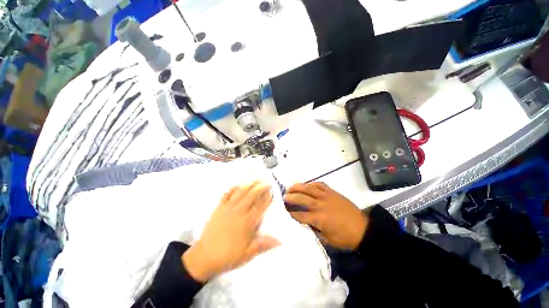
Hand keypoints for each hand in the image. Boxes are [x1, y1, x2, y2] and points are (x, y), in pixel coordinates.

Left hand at [182, 182, 279, 281]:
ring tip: (255, 180)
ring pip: (240, 193)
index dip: (267, 198)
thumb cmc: (228, 256)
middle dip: (260, 188)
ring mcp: (228, 208)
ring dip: (249, 185)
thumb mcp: (248, 253)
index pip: (260, 206)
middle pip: (252, 196)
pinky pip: (226, 195)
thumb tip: (280, 241)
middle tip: (266, 182)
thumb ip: (264, 244)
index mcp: (247, 222)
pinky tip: (237, 185)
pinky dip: (232, 189)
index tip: (272, 192)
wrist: (204, 257)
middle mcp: (239, 212)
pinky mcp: (219, 208)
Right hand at [284, 182, 366, 249]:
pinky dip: (312, 183)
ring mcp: (327, 196)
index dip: (290, 213)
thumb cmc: (344, 237)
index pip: (300, 215)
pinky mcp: (332, 192)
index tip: (283, 211)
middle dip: (291, 197)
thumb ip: (313, 231)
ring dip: (298, 187)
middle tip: (283, 196)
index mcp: (319, 219)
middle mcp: (320, 205)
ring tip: (291, 187)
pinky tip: (307, 184)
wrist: (363, 229)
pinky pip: (320, 184)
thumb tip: (303, 224)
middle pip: (302, 199)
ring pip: (309, 188)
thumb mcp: (327, 240)